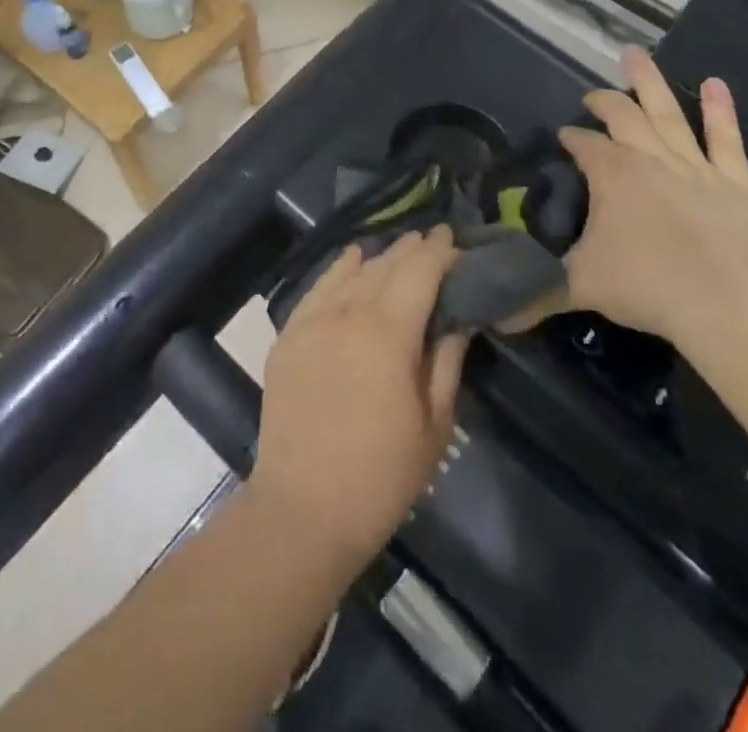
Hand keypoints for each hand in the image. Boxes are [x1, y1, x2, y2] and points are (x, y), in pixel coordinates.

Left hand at [249, 229, 467, 564]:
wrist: (303, 509)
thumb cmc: (381, 476)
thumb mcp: (433, 424)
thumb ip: (446, 360)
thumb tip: (459, 317)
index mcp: (388, 332)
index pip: (419, 272)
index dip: (439, 252)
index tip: (454, 240)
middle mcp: (347, 312)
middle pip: (385, 266)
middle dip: (412, 249)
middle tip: (433, 239)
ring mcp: (311, 321)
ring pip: (351, 273)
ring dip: (380, 257)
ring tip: (401, 248)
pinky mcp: (288, 335)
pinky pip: (318, 288)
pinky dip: (339, 269)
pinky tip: (352, 257)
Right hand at [538, 48, 747, 345]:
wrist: (722, 304)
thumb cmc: (645, 284)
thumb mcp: (579, 286)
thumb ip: (535, 294)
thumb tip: (493, 316)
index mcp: (611, 173)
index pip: (584, 145)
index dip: (572, 138)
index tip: (563, 137)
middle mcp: (648, 157)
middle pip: (622, 116)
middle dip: (603, 101)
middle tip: (591, 95)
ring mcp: (694, 166)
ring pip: (668, 113)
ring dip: (650, 82)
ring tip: (636, 54)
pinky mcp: (733, 182)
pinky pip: (725, 140)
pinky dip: (720, 111)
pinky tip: (715, 84)